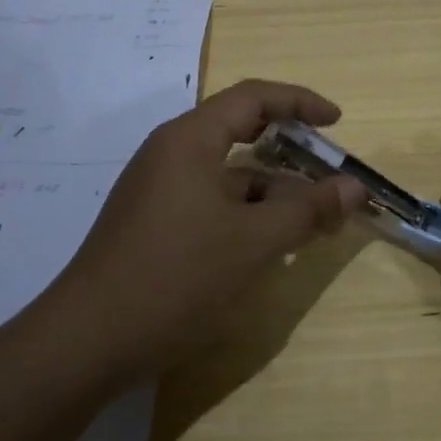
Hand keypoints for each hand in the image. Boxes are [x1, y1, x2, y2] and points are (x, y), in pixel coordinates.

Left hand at [52, 79, 366, 387]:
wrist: (87, 343)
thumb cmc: (176, 277)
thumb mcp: (254, 243)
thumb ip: (308, 210)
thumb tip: (354, 186)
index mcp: (190, 140)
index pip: (253, 98)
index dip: (300, 102)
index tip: (337, 122)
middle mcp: (171, 154)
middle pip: (240, 133)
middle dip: (290, 153)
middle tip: (329, 176)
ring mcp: (158, 190)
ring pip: (227, 175)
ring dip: (271, 192)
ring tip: (311, 223)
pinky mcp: (153, 224)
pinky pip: (211, 202)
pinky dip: (246, 214)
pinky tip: (269, 247)